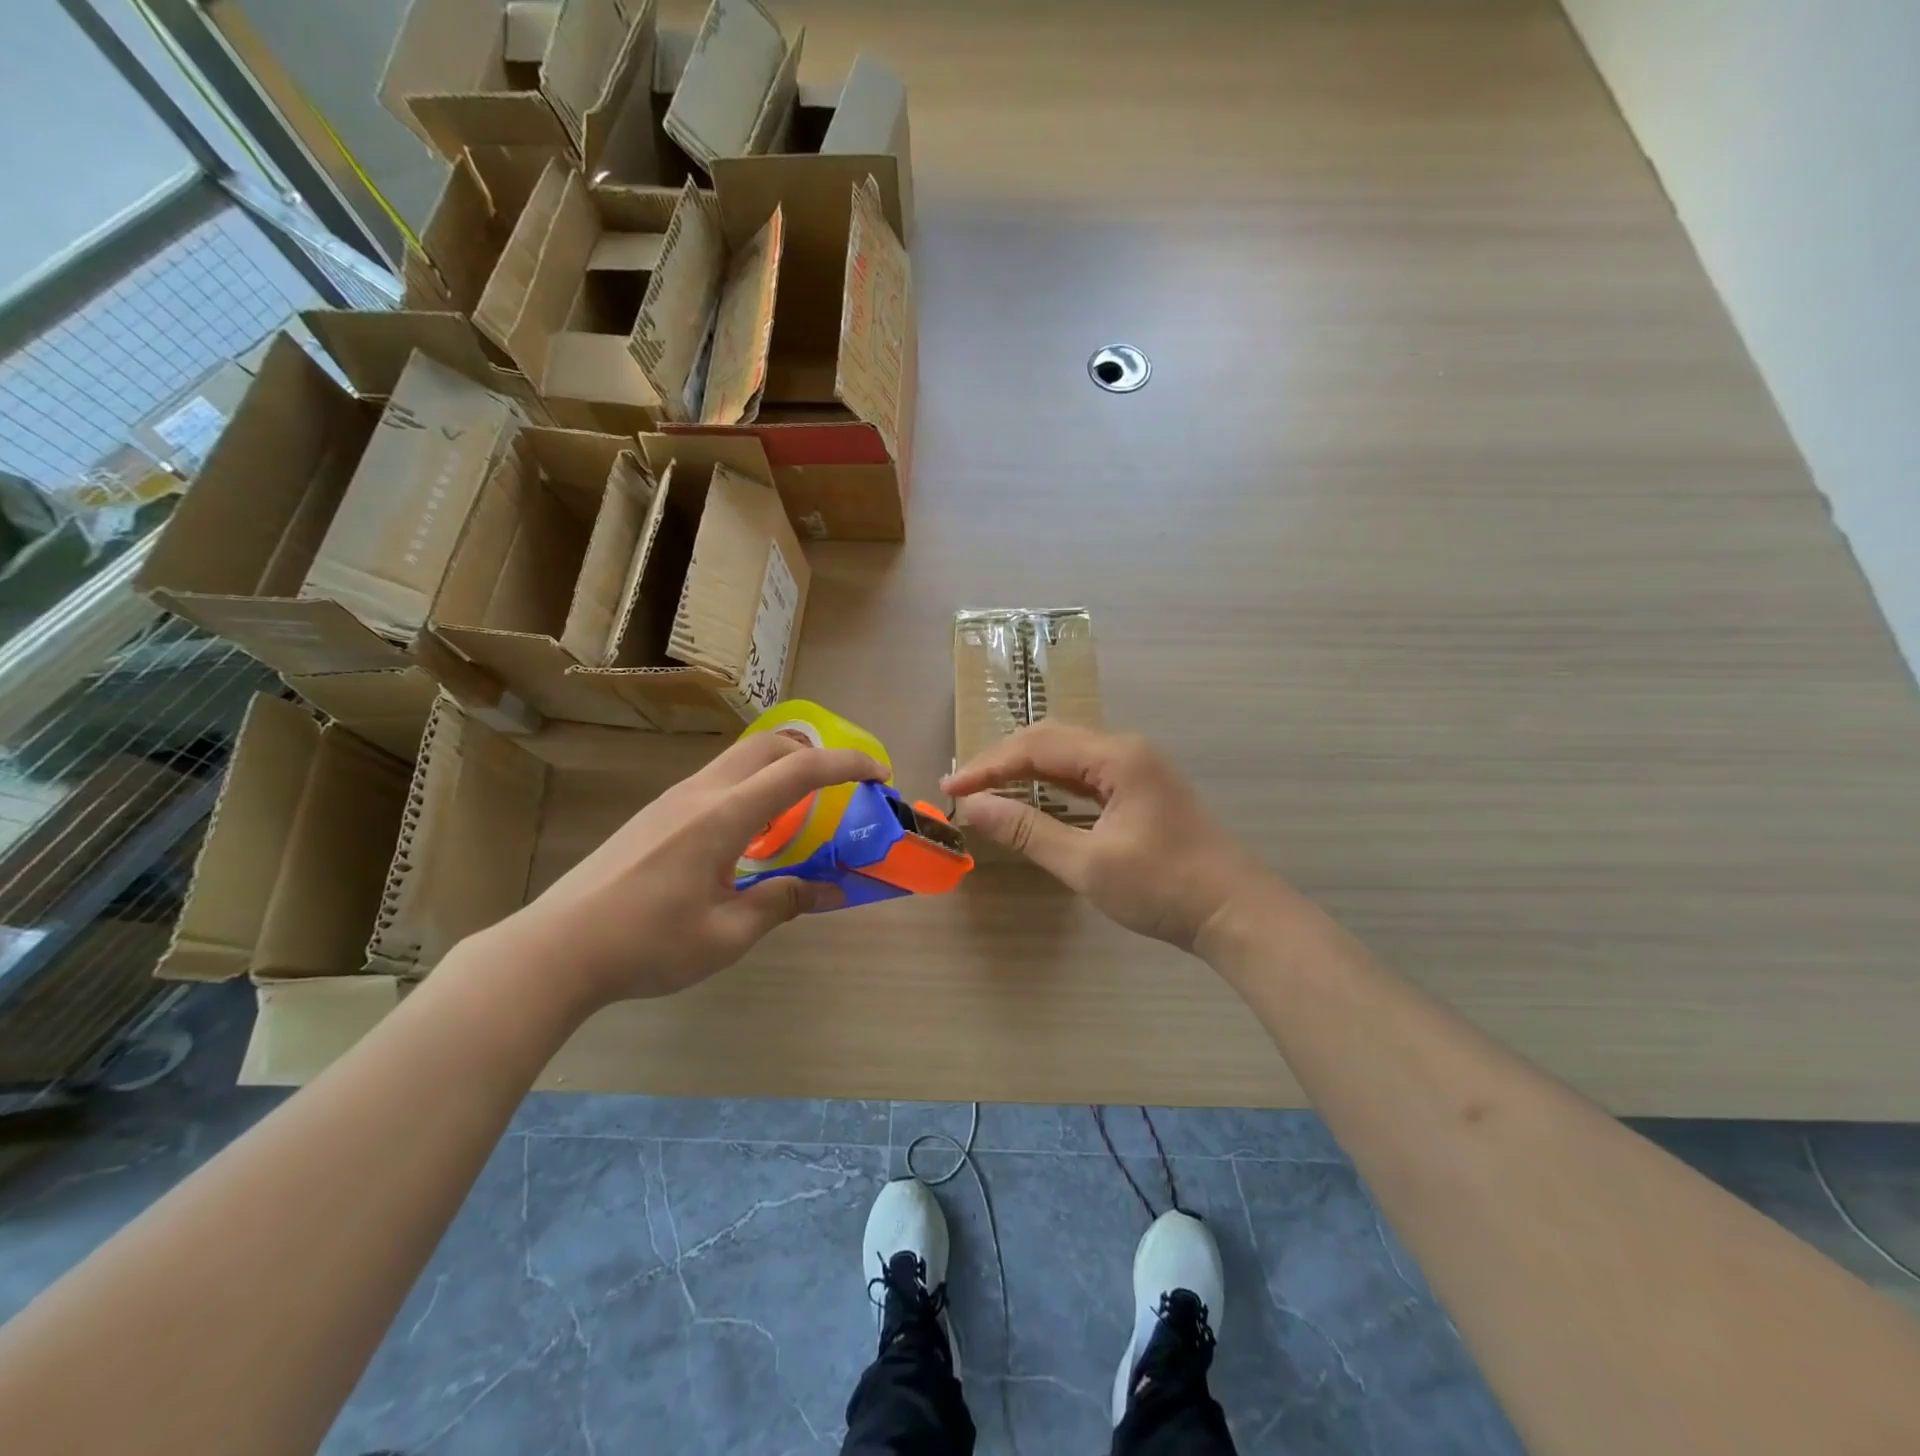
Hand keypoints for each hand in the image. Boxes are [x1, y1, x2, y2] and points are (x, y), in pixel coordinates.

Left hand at [492, 733, 887, 1006]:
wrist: (556, 948)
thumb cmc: (646, 944)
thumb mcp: (727, 933)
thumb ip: (783, 902)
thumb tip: (833, 891)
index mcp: (723, 817)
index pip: (799, 771)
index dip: (847, 766)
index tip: (880, 774)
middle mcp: (700, 793)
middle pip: (770, 745)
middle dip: (816, 754)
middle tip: (844, 788)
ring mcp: (674, 799)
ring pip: (741, 759)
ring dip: (782, 768)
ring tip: (804, 810)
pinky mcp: (658, 812)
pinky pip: (720, 780)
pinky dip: (755, 786)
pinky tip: (754, 832)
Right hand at [942, 723, 1273, 951]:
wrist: (1235, 912)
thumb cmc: (1163, 888)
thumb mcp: (1087, 863)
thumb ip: (1029, 831)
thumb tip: (974, 807)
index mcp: (1116, 757)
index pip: (1037, 747)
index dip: (989, 766)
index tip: (951, 788)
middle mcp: (1127, 750)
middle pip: (1052, 739)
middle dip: (1004, 760)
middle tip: (964, 786)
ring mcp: (1139, 768)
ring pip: (1070, 754)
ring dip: (1027, 768)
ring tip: (989, 788)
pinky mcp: (1143, 789)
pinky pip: (1087, 773)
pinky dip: (1053, 782)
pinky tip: (1035, 797)